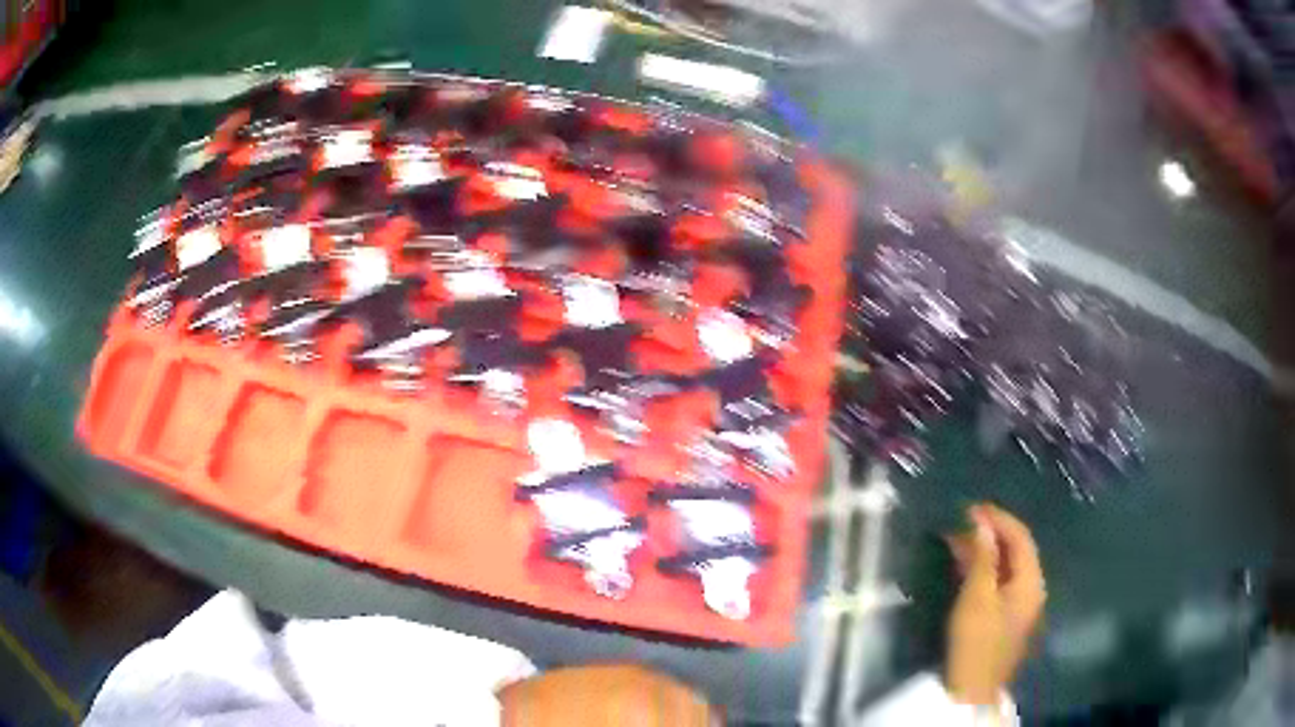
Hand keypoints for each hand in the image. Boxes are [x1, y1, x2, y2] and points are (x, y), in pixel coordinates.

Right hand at [942, 504, 1045, 705]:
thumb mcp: (976, 596)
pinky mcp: (1006, 617)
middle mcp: (1031, 588)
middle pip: (1015, 551)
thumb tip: (982, 524)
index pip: (1020, 537)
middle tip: (961, 522)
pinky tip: (964, 567)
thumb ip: (982, 558)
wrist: (972, 689)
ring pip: (1005, 567)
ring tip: (956, 540)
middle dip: (989, 534)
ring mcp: (1020, 604)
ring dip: (983, 552)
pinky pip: (998, 583)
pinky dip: (983, 571)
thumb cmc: (976, 640)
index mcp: (1031, 581)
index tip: (972, 507)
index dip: (998, 518)